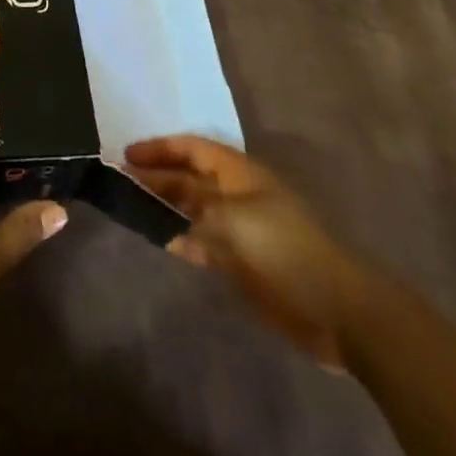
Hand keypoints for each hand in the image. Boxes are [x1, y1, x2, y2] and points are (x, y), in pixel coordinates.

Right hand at [128, 135, 372, 370]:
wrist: (335, 308)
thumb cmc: (283, 249)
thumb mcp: (232, 221)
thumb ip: (193, 212)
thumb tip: (164, 215)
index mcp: (238, 172)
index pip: (191, 148)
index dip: (159, 148)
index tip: (127, 154)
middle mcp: (235, 193)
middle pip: (189, 177)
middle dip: (157, 176)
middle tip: (120, 180)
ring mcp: (239, 227)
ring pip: (193, 208)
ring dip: (165, 206)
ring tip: (131, 206)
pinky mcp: (242, 260)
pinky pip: (202, 240)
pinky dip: (180, 237)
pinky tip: (160, 239)